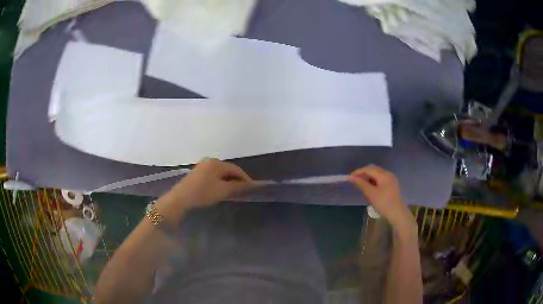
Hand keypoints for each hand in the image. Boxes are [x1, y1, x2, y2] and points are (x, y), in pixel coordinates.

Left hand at [156, 159, 254, 221]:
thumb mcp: (223, 190)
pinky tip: (221, 190)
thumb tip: (249, 185)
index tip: (251, 188)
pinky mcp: (197, 173)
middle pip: (228, 170)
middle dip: (236, 180)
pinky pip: (213, 175)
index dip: (245, 178)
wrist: (181, 198)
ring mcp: (202, 166)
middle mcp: (210, 161)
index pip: (236, 169)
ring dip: (228, 182)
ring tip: (233, 192)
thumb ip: (237, 186)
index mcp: (217, 163)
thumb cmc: (203, 192)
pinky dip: (220, 182)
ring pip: (220, 173)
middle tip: (243, 191)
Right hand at [349, 165, 414, 228]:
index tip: (349, 177)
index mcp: (384, 175)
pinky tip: (370, 188)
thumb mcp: (371, 194)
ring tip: (361, 185)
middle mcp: (388, 174)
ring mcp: (391, 179)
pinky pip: (380, 179)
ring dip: (368, 178)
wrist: (397, 214)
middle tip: (354, 181)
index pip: (368, 169)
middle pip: (373, 170)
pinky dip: (373, 181)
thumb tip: (352, 177)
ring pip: (377, 174)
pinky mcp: (392, 185)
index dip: (358, 172)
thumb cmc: (383, 203)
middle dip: (363, 174)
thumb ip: (361, 184)